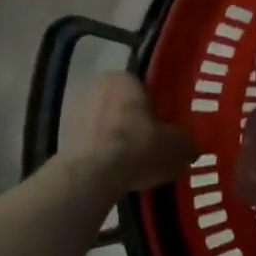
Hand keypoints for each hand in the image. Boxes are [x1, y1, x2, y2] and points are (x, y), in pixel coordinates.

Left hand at [68, 73, 194, 191]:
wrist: (92, 177)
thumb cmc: (139, 147)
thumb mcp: (177, 145)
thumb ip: (186, 141)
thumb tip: (191, 146)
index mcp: (124, 78)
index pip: (147, 85)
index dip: (160, 104)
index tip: (169, 122)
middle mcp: (97, 88)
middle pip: (125, 104)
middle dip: (139, 121)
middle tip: (157, 141)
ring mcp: (76, 114)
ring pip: (108, 124)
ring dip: (121, 138)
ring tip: (139, 161)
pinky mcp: (64, 140)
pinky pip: (94, 144)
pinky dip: (105, 154)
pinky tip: (120, 172)